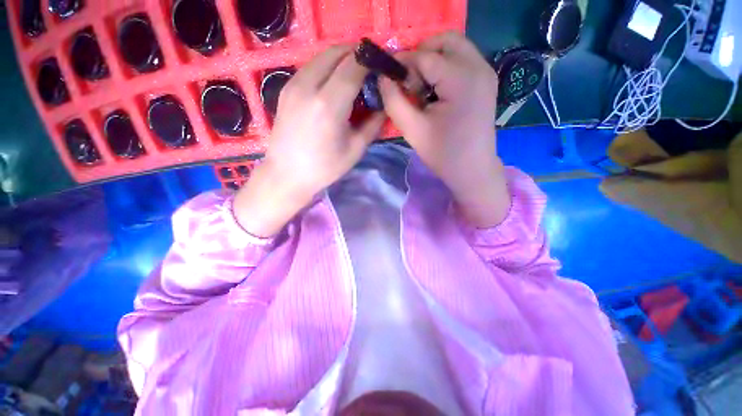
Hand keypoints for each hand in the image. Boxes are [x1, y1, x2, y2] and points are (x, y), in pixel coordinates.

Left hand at [234, 45, 384, 236]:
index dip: (371, 61)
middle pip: (336, 53)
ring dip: (341, 59)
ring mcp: (293, 84)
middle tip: (370, 68)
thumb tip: (384, 105)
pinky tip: (333, 83)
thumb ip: (373, 124)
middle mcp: (308, 86)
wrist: (287, 174)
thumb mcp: (355, 150)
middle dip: (357, 54)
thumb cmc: (324, 168)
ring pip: (322, 56)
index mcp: (329, 105)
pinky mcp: (286, 88)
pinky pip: (310, 67)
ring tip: (354, 75)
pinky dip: (326, 67)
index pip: (354, 66)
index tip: (382, 66)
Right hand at [379, 32, 509, 226]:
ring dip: (433, 60)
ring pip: (454, 48)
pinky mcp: (486, 82)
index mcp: (461, 79)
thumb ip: (394, 101)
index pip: (425, 56)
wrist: (473, 170)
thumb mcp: (413, 130)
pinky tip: (436, 92)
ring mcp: (486, 73)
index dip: (403, 64)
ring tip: (421, 89)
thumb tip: (383, 77)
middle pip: (445, 40)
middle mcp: (479, 67)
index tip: (389, 80)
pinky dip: (445, 68)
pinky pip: (462, 60)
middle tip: (408, 81)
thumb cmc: (443, 154)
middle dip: (421, 55)